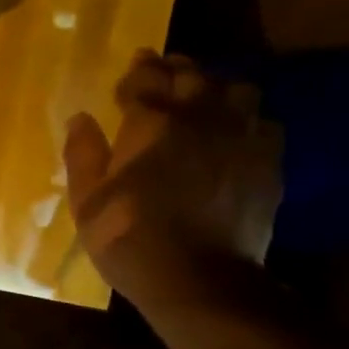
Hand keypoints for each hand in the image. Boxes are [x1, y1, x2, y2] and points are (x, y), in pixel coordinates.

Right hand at [63, 51, 281, 311]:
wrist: (200, 279)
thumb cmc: (129, 238)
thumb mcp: (87, 201)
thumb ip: (82, 154)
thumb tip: (80, 118)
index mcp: (151, 122)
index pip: (144, 79)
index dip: (135, 72)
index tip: (129, 72)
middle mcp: (200, 117)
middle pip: (192, 74)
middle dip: (174, 68)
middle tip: (161, 73)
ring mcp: (241, 137)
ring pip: (236, 89)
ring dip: (215, 88)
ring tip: (201, 100)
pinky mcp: (268, 162)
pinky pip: (263, 123)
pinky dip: (245, 121)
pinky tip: (233, 135)